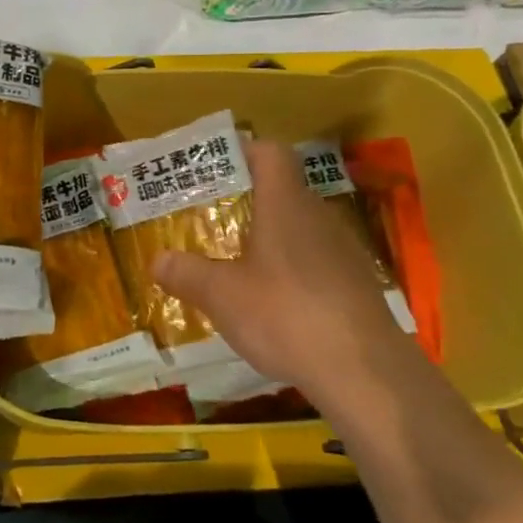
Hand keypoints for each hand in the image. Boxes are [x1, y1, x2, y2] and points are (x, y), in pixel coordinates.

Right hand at [151, 137, 413, 416]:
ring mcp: (343, 251)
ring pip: (300, 228)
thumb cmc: (285, 315)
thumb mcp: (222, 296)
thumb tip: (157, 260)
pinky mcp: (357, 285)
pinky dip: (291, 269)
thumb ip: (187, 274)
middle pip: (283, 190)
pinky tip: (273, 301)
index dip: (243, 150)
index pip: (270, 152)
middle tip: (210, 219)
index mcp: (285, 204)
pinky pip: (316, 261)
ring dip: (270, 237)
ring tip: (235, 261)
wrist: (365, 371)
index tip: (214, 166)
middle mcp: (318, 216)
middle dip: (246, 200)